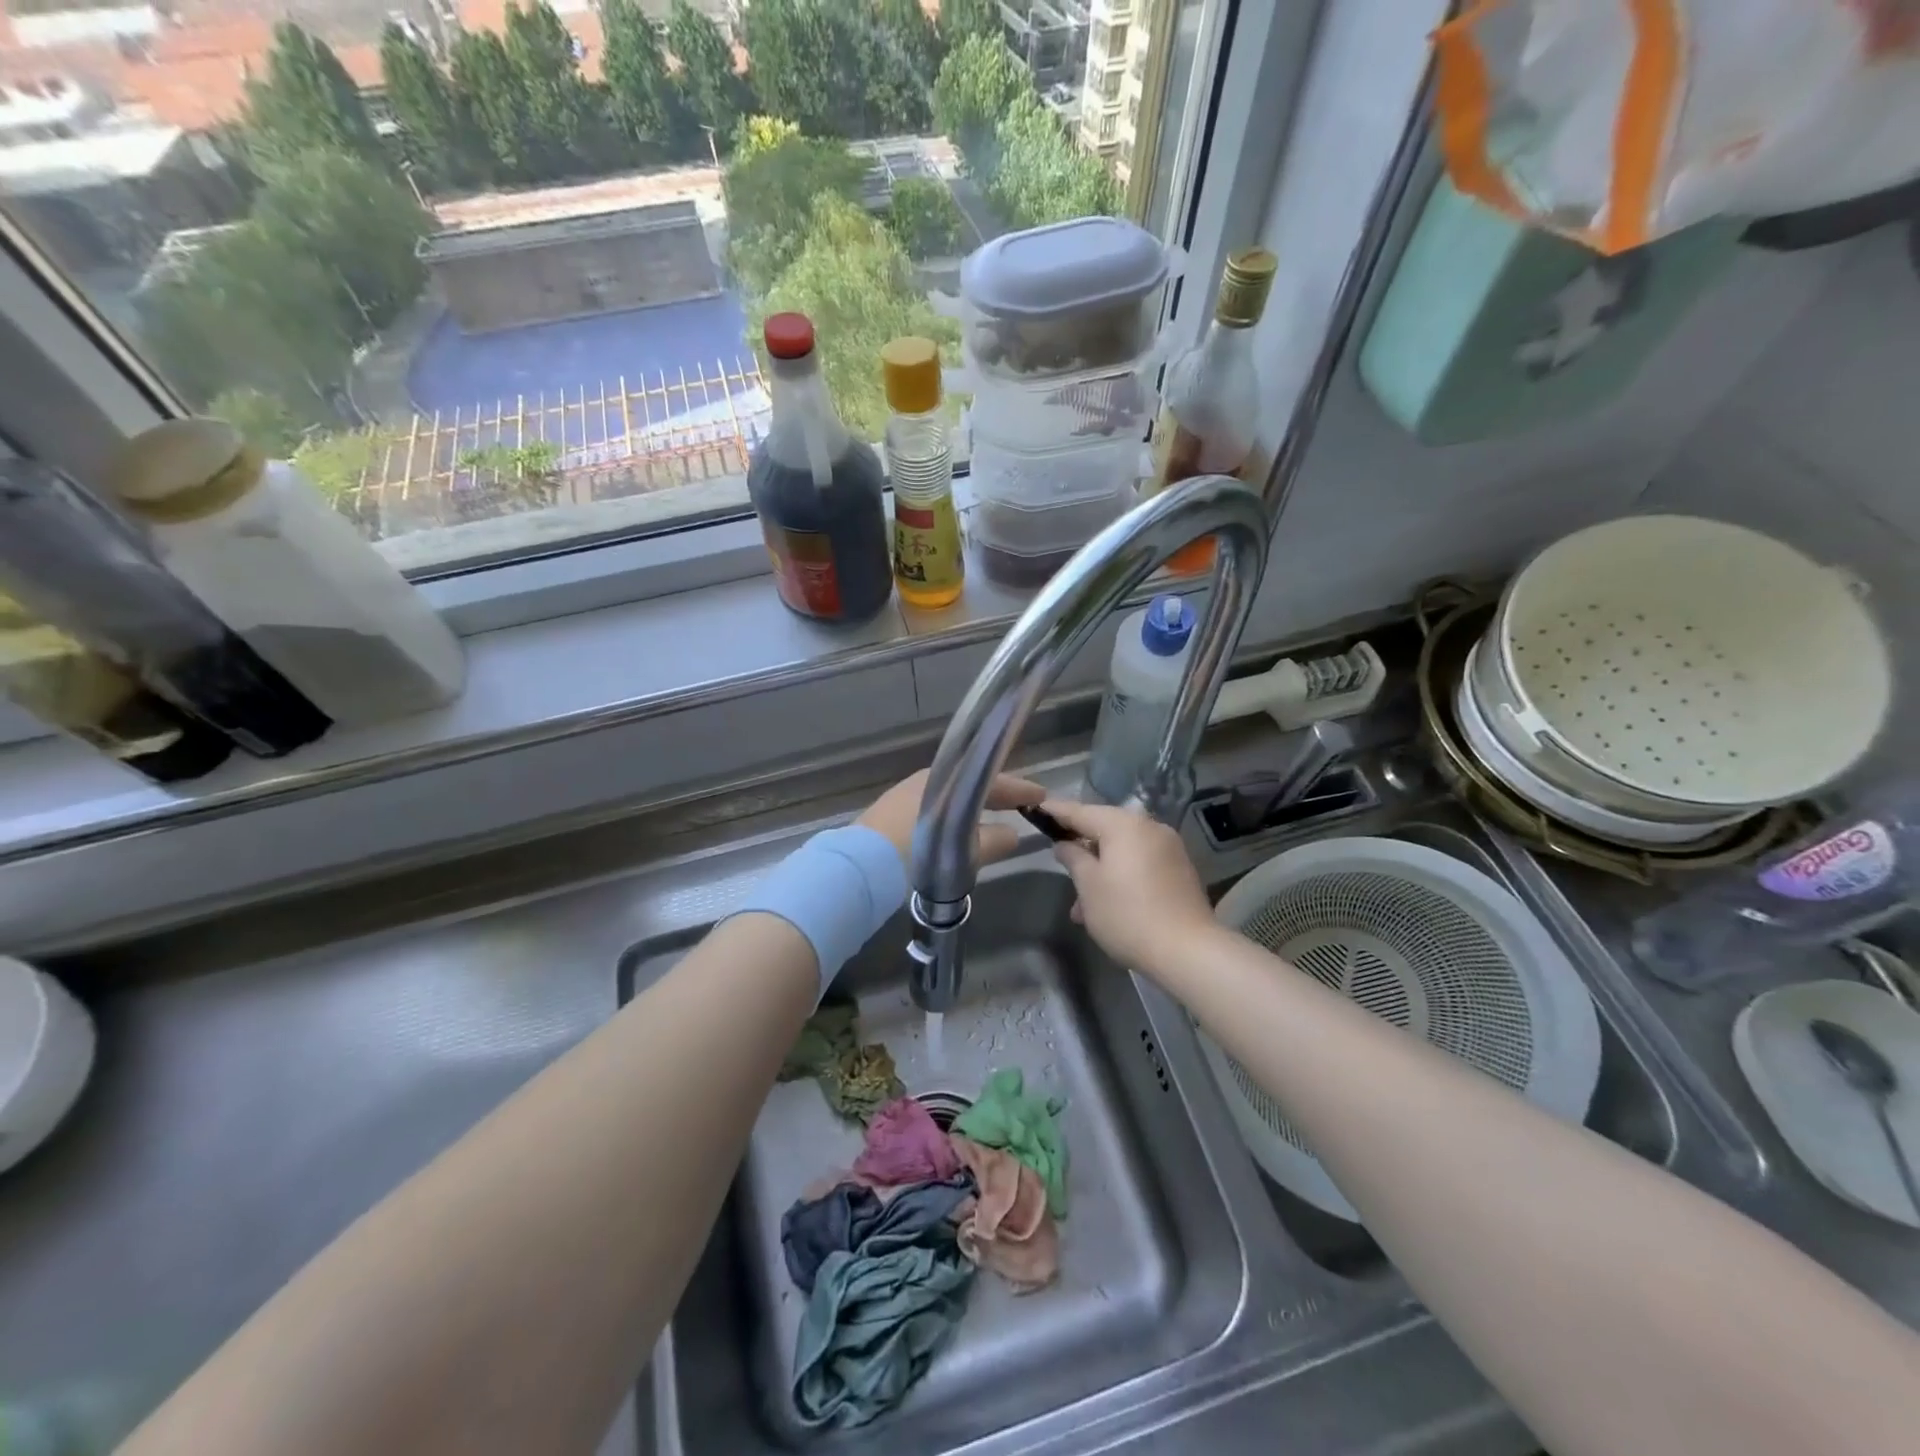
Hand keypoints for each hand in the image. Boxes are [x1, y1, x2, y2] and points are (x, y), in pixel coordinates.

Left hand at [857, 768, 1045, 866]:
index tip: (1040, 795)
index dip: (1018, 789)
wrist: (859, 868)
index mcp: (945, 781)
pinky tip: (961, 827)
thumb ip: (990, 841)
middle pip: (970, 784)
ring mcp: (906, 796)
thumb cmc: (915, 852)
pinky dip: (955, 813)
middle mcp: (926, 781)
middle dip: (997, 794)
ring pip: (952, 795)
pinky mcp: (891, 814)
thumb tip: (1013, 835)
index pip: (991, 780)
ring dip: (975, 804)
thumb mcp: (960, 850)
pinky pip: (937, 806)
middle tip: (1023, 803)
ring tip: (996, 816)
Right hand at [1039, 798, 1215, 977]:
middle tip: (1058, 861)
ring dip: (1100, 870)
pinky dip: (1121, 875)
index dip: (1057, 810)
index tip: (1037, 807)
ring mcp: (1169, 848)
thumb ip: (1073, 858)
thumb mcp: (1089, 886)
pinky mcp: (1180, 870)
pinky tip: (1108, 904)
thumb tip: (1065, 844)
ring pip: (1123, 850)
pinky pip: (1140, 863)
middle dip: (1081, 847)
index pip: (1081, 811)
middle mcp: (1149, 827)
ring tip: (1081, 905)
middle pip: (1105, 828)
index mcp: (1124, 825)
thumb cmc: (1127, 914)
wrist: (1188, 951)